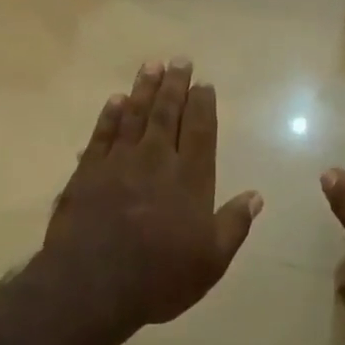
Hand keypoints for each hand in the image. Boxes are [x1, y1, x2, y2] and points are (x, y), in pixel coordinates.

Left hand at [43, 60, 263, 327]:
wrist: (93, 284)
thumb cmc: (160, 277)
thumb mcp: (211, 260)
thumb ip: (234, 224)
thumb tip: (257, 196)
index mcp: (190, 179)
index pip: (200, 130)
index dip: (203, 104)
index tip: (204, 83)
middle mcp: (156, 160)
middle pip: (167, 113)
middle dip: (174, 85)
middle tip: (179, 60)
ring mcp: (119, 162)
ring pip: (135, 116)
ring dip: (144, 89)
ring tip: (151, 65)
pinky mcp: (88, 172)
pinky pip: (102, 134)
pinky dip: (110, 115)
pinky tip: (115, 100)